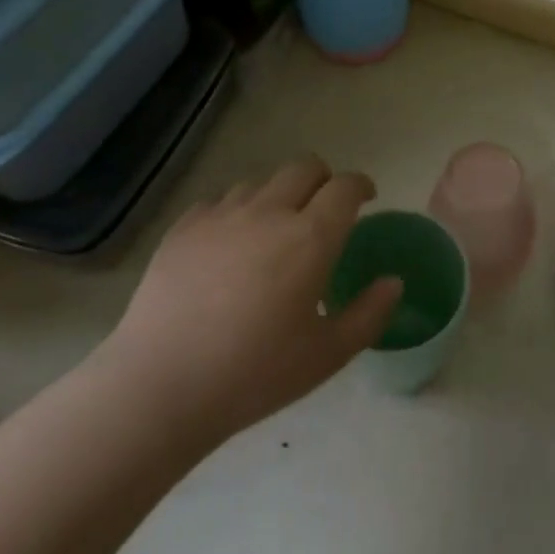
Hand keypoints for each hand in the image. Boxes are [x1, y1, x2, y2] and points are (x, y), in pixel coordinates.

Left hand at [96, 156, 402, 442]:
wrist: (161, 385)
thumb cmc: (254, 374)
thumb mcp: (327, 355)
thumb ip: (369, 314)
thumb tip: (394, 282)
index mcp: (310, 237)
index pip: (345, 187)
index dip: (361, 186)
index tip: (366, 199)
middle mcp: (269, 212)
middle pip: (305, 167)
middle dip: (323, 180)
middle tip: (325, 210)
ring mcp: (222, 215)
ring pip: (261, 181)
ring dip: (278, 195)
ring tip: (275, 229)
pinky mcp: (184, 227)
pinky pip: (220, 200)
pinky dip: (237, 211)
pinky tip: (230, 243)